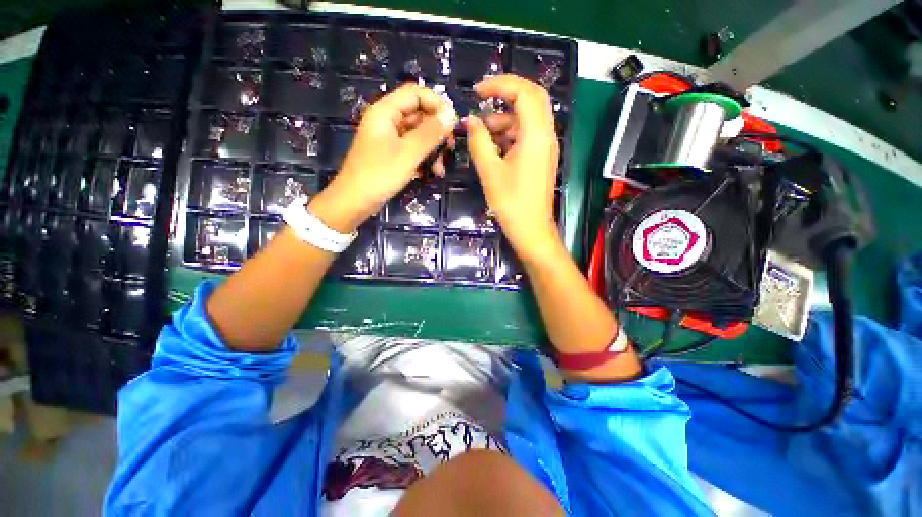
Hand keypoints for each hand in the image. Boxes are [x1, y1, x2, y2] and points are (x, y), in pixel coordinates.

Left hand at [309, 83, 455, 232]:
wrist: (355, 201)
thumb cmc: (379, 175)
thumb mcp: (408, 153)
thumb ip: (430, 133)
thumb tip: (451, 115)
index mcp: (386, 111)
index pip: (415, 93)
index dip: (436, 104)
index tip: (453, 124)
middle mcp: (387, 121)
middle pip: (419, 114)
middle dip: (436, 132)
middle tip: (449, 149)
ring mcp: (389, 139)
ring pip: (418, 135)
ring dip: (432, 149)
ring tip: (440, 169)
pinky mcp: (391, 155)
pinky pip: (412, 149)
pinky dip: (424, 159)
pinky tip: (431, 173)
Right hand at [465, 75, 560, 260]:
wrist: (531, 229)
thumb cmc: (510, 203)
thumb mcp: (490, 171)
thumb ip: (478, 141)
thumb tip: (470, 121)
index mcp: (536, 135)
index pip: (524, 92)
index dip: (500, 84)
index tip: (477, 91)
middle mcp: (546, 135)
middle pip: (532, 98)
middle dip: (506, 93)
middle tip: (482, 99)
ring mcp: (546, 147)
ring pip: (528, 118)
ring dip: (505, 118)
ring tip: (482, 133)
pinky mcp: (542, 158)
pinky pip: (528, 135)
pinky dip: (511, 133)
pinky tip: (494, 147)